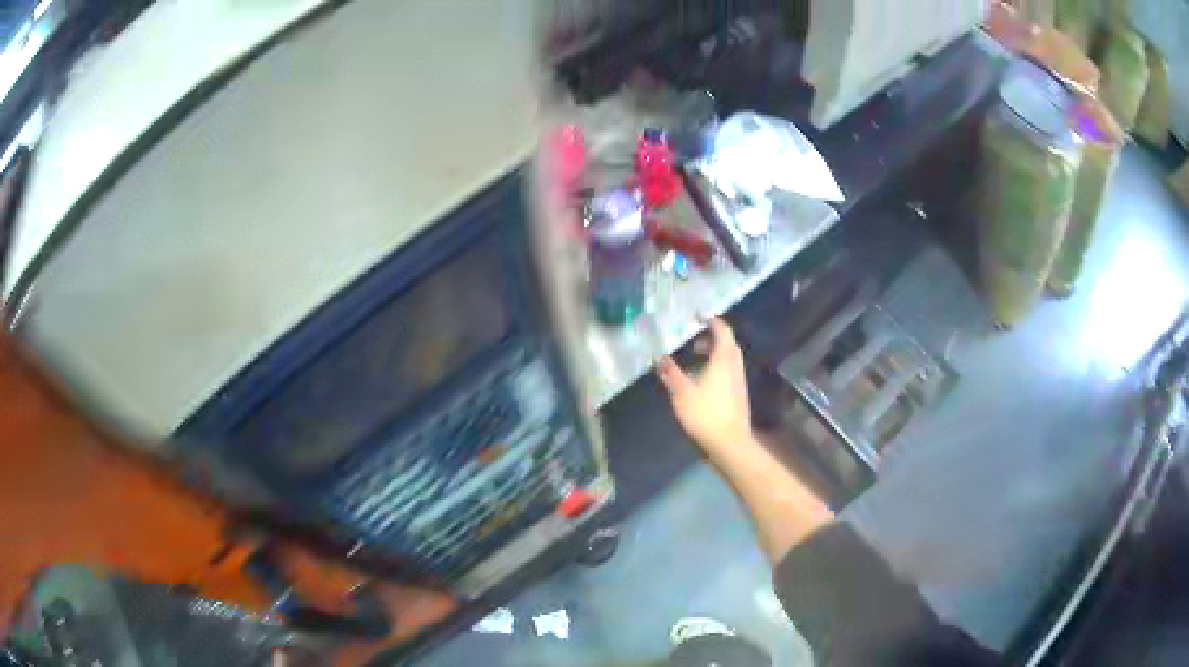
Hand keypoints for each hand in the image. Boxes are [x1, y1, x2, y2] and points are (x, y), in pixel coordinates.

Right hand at [656, 318, 752, 453]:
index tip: (698, 316)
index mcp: (723, 360)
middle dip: (713, 338)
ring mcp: (739, 381)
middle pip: (728, 344)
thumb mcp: (682, 393)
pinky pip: (729, 372)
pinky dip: (717, 368)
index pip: (722, 331)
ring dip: (715, 354)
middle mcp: (734, 366)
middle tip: (694, 341)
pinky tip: (703, 382)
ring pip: (729, 359)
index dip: (712, 321)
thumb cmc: (706, 414)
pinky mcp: (739, 395)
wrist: (730, 443)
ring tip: (696, 361)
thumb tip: (660, 357)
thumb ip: (671, 373)